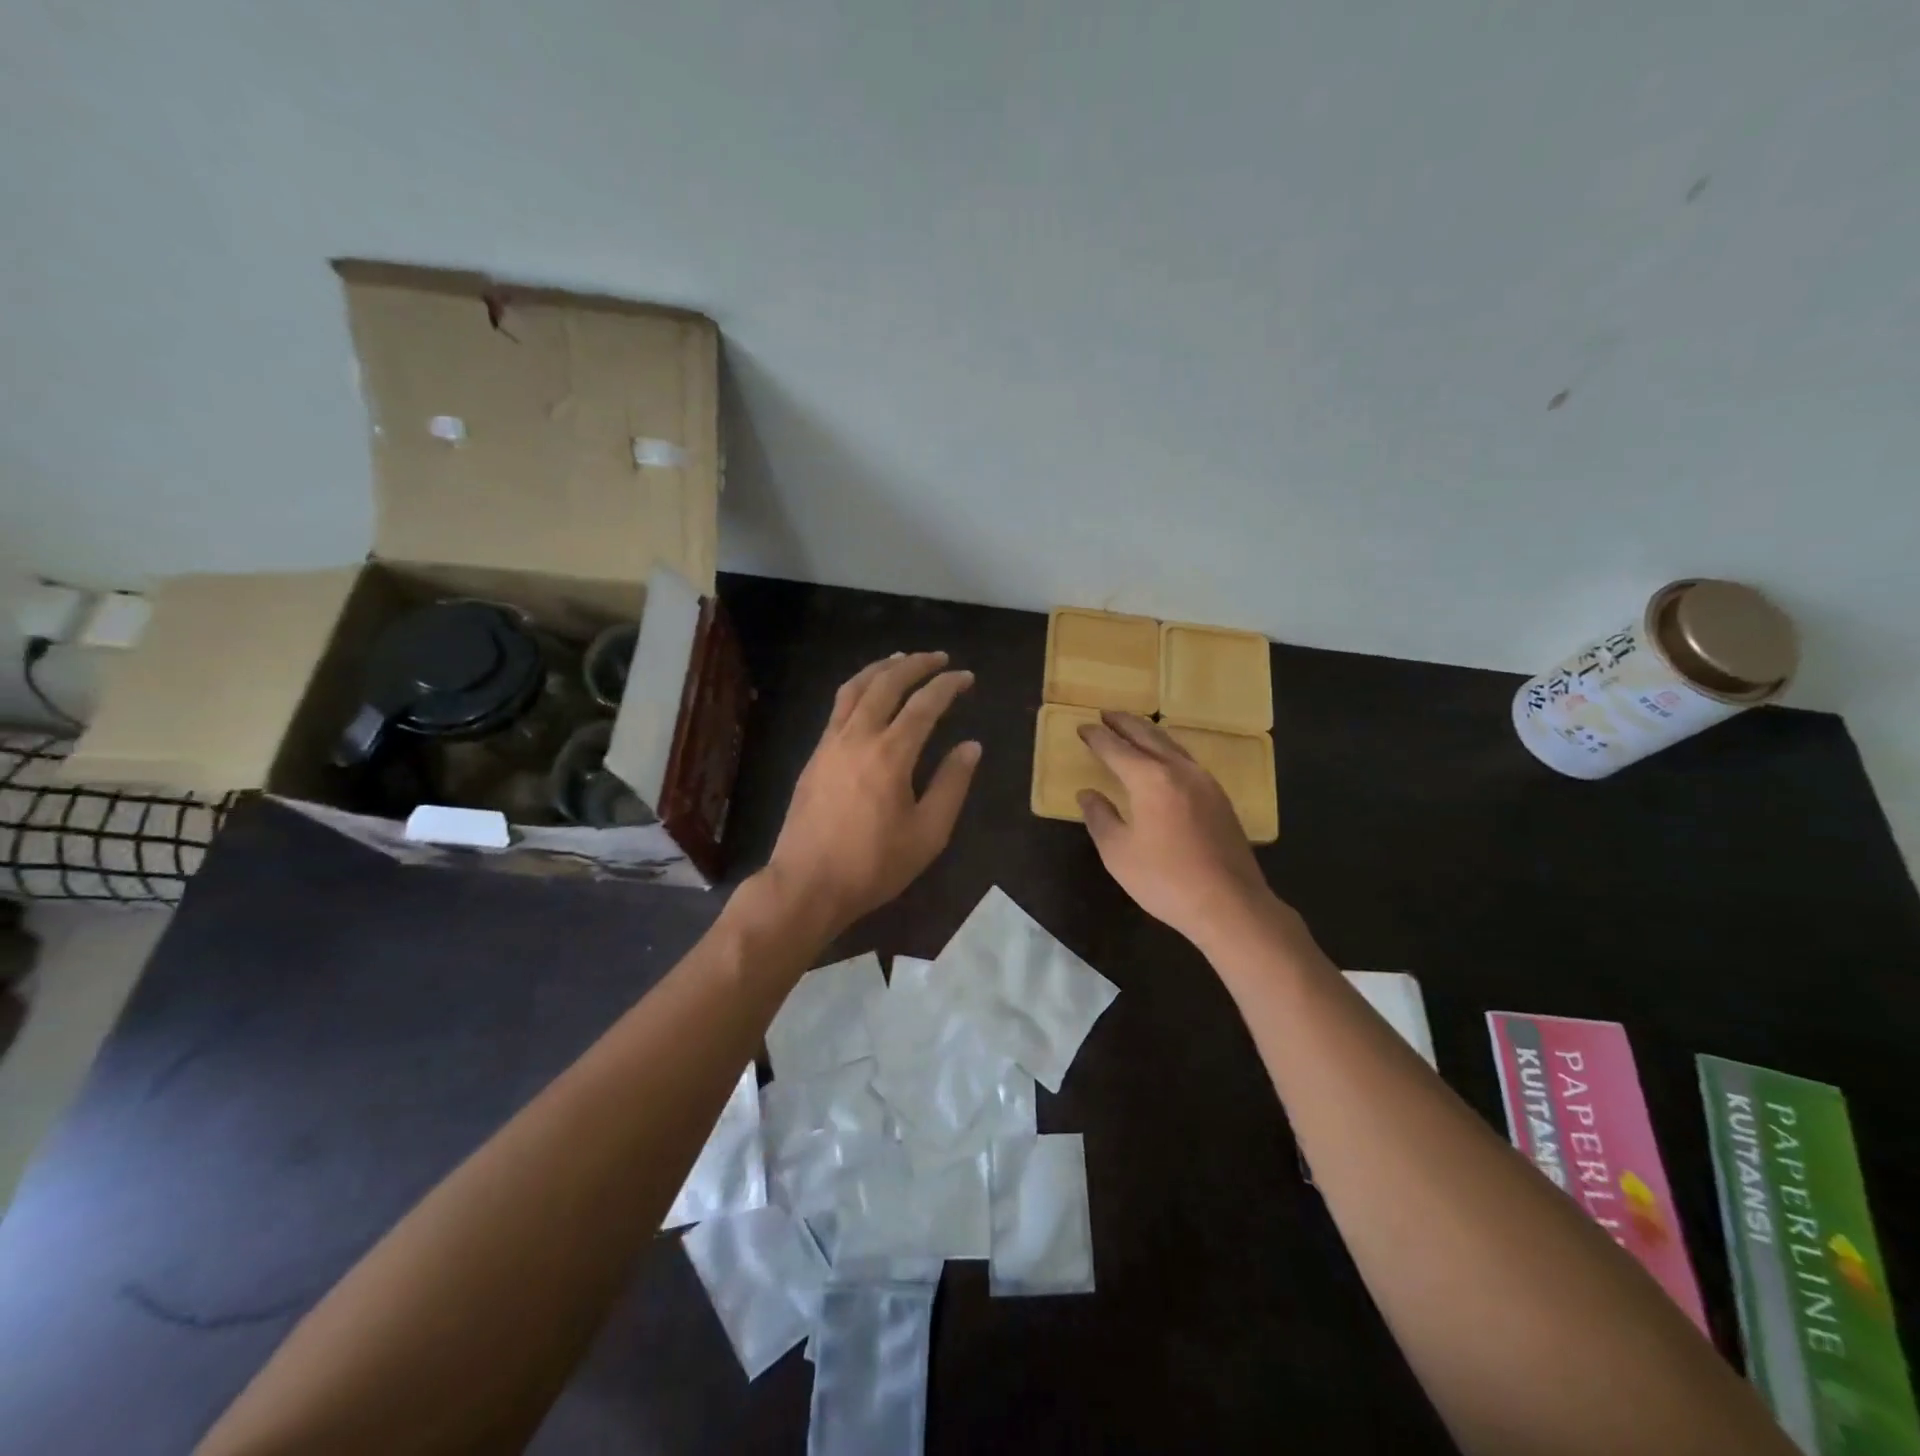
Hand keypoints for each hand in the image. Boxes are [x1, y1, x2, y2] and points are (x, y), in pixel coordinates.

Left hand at [764, 652, 980, 934]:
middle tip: (938, 658)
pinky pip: (838, 707)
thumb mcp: (928, 833)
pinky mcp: (815, 756)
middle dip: (914, 664)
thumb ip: (952, 784)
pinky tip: (868, 695)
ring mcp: (830, 744)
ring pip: (855, 689)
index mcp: (890, 755)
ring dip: (881, 668)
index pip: (924, 704)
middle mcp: (858, 737)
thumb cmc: (874, 864)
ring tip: (900, 659)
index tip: (966, 676)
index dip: (948, 685)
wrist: (807, 884)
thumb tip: (971, 746)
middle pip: (886, 684)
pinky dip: (859, 688)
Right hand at [1077, 712, 1279, 950]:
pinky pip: (1187, 760)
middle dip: (1124, 723)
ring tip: (1133, 729)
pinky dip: (1168, 750)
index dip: (1097, 737)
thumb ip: (1100, 817)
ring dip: (1148, 733)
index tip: (1082, 727)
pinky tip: (1165, 760)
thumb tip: (1088, 794)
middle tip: (1106, 714)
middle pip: (1148, 736)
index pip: (1116, 749)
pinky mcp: (1220, 798)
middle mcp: (1179, 770)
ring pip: (1172, 745)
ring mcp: (1205, 782)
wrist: (1230, 904)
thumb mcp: (1118, 852)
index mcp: (1150, 779)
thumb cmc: (1165, 880)